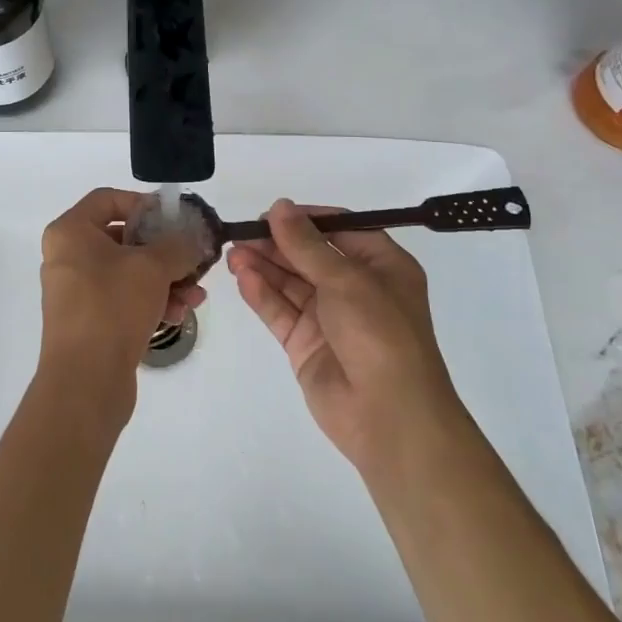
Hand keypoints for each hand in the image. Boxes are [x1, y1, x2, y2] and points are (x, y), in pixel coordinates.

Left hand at [38, 188, 206, 424]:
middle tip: (192, 258)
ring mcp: (76, 291)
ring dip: (165, 280)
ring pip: (127, 272)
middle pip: (122, 238)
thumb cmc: (112, 307)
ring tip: (195, 295)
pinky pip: (123, 299)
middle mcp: (67, 257)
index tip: (174, 219)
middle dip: (163, 250)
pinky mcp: (88, 321)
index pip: (108, 199)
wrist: (85, 380)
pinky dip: (151, 301)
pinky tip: (179, 313)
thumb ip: (177, 245)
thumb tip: (192, 239)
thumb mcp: (152, 267)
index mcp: (70, 232)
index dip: (143, 203)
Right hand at [227, 199, 465, 484]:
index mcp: (382, 267)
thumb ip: (306, 244)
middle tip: (241, 233)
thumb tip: (279, 206)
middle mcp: (357, 289)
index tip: (271, 213)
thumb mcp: (346, 279)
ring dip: (263, 267)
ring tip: (233, 254)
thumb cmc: (379, 333)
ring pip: (291, 283)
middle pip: (309, 256)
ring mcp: (329, 318)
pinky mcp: (306, 344)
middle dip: (276, 244)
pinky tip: (243, 279)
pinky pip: (281, 311)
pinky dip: (262, 295)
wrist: (388, 415)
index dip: (305, 220)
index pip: (340, 230)